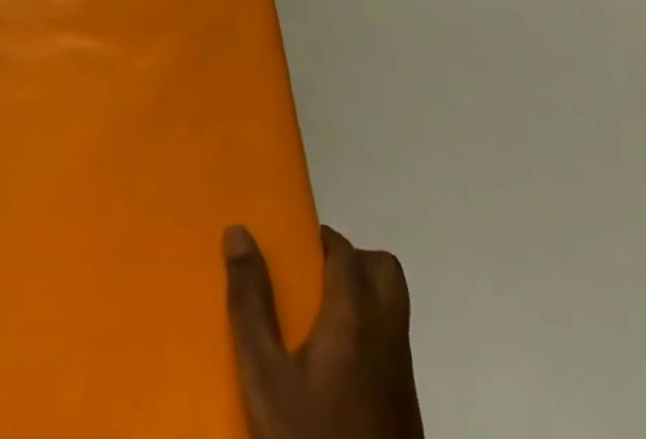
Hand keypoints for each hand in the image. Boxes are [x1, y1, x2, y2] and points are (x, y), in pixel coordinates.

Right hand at [224, 224, 423, 438]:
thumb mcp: (264, 374)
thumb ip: (251, 300)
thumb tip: (239, 231)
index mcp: (356, 318)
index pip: (346, 252)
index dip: (320, 239)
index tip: (290, 245)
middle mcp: (387, 338)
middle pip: (385, 272)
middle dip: (351, 261)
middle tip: (308, 277)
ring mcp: (402, 379)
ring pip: (391, 310)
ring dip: (359, 297)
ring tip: (311, 320)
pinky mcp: (405, 414)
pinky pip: (389, 348)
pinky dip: (365, 334)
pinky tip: (328, 369)